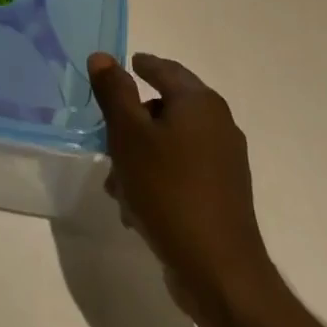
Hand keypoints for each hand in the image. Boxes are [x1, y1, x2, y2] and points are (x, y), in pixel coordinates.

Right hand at [87, 52, 283, 326]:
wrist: (218, 270)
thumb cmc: (168, 191)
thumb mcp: (129, 135)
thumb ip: (114, 93)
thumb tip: (103, 56)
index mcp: (199, 103)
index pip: (165, 69)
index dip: (142, 65)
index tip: (125, 64)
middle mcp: (218, 125)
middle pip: (166, 108)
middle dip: (132, 123)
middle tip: (106, 136)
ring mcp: (223, 162)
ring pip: (169, 145)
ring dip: (139, 157)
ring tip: (115, 185)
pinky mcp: (221, 194)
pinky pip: (180, 173)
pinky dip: (156, 179)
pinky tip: (135, 208)